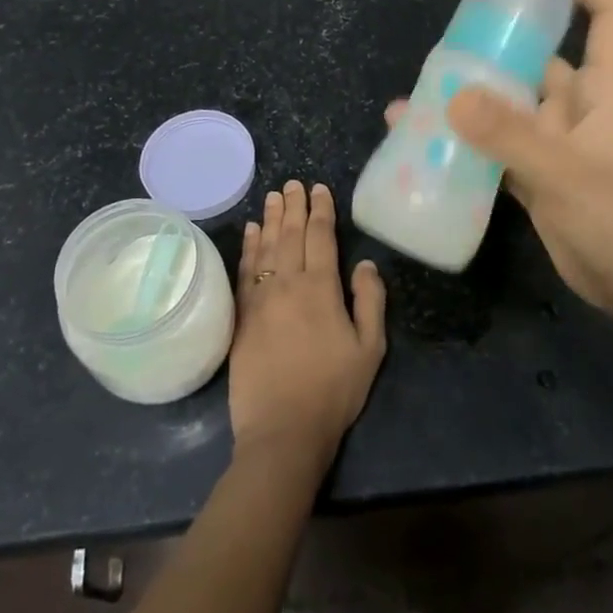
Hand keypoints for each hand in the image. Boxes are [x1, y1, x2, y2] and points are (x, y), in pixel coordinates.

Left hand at [229, 182, 386, 468]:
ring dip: (271, 218)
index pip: (320, 236)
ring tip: (273, 196)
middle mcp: (287, 283)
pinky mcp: (242, 315)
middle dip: (294, 206)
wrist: (283, 430)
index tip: (319, 188)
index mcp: (321, 288)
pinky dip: (249, 247)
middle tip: (293, 183)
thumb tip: (365, 263)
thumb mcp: (369, 348)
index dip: (321, 210)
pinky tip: (252, 232)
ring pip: (266, 246)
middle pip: (290, 234)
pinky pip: (245, 270)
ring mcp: (260, 297)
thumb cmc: (333, 390)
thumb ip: (370, 300)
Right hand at [386, 0, 612, 319]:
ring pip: (510, 104)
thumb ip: (511, 137)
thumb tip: (452, 96)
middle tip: (455, 31)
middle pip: (542, 58)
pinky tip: (425, 137)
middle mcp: (576, 109)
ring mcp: (552, 143)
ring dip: (474, 95)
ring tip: (424, 86)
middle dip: (504, 40)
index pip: (609, 19)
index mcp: (601, 93)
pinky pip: (494, 145)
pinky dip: (465, 139)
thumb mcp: (564, 174)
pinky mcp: (532, 175)